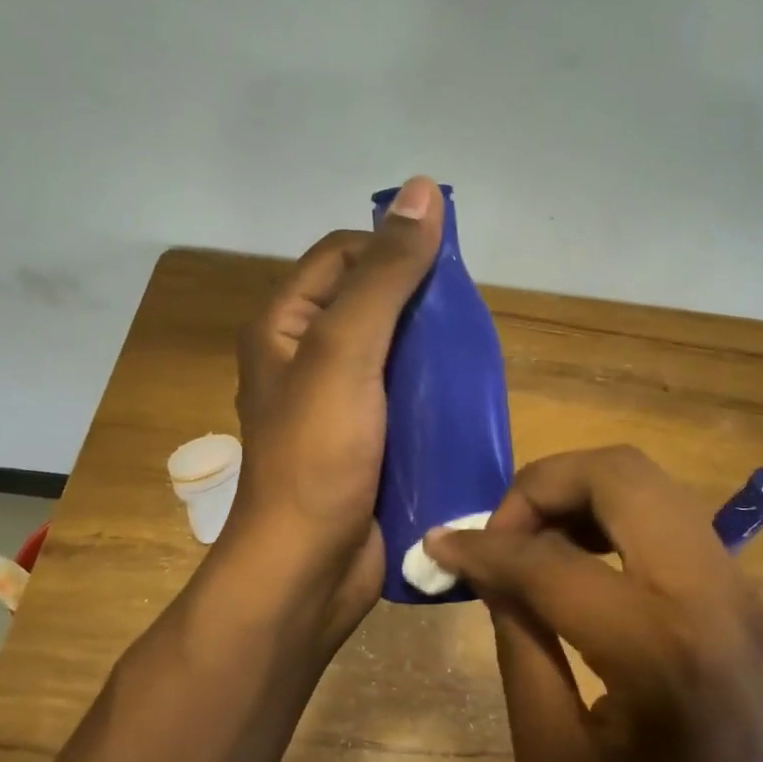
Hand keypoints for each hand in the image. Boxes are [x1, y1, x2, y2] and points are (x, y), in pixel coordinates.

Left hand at [226, 176, 443, 650]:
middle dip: (421, 303)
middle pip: (373, 301)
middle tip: (467, 321)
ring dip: (434, 350)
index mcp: (287, 325)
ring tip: (476, 358)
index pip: (344, 254)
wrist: (310, 570)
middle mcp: (308, 357)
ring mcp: (340, 403)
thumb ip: (384, 276)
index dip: (392, 248)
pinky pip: (405, 398)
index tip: (446, 268)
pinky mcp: (368, 441)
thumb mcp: (346, 352)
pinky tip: (467, 398)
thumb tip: (422, 191)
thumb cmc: (318, 456)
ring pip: (396, 352)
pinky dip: (435, 392)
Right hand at [426, 446, 762, 761]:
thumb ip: (518, 648)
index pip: (550, 560)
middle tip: (501, 535)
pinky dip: (607, 509)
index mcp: (655, 647)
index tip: (441, 546)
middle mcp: (705, 588)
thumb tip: (491, 573)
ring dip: (575, 491)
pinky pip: (661, 507)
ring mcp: (732, 576)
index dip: (484, 547)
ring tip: (533, 542)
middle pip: (616, 473)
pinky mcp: (737, 579)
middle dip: (541, 486)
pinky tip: (576, 555)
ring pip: (642, 477)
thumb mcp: (552, 758)